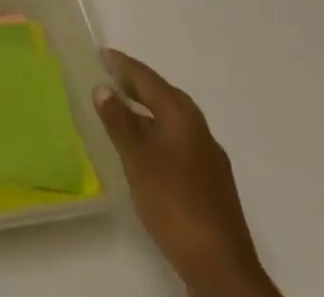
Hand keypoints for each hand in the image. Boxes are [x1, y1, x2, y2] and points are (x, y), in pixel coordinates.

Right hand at [93, 49, 279, 296]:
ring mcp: (209, 156)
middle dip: (136, 85)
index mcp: (181, 113)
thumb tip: (103, 88)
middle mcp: (198, 127)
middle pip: (162, 95)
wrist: (222, 268)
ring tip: (122, 113)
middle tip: (109, 78)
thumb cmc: (174, 202)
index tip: (101, 54)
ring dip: (147, 112)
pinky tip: (147, 152)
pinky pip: (178, 143)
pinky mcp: (212, 183)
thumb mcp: (137, 158)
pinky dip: (158, 135)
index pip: (146, 77)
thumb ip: (119, 121)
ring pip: (171, 121)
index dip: (122, 65)